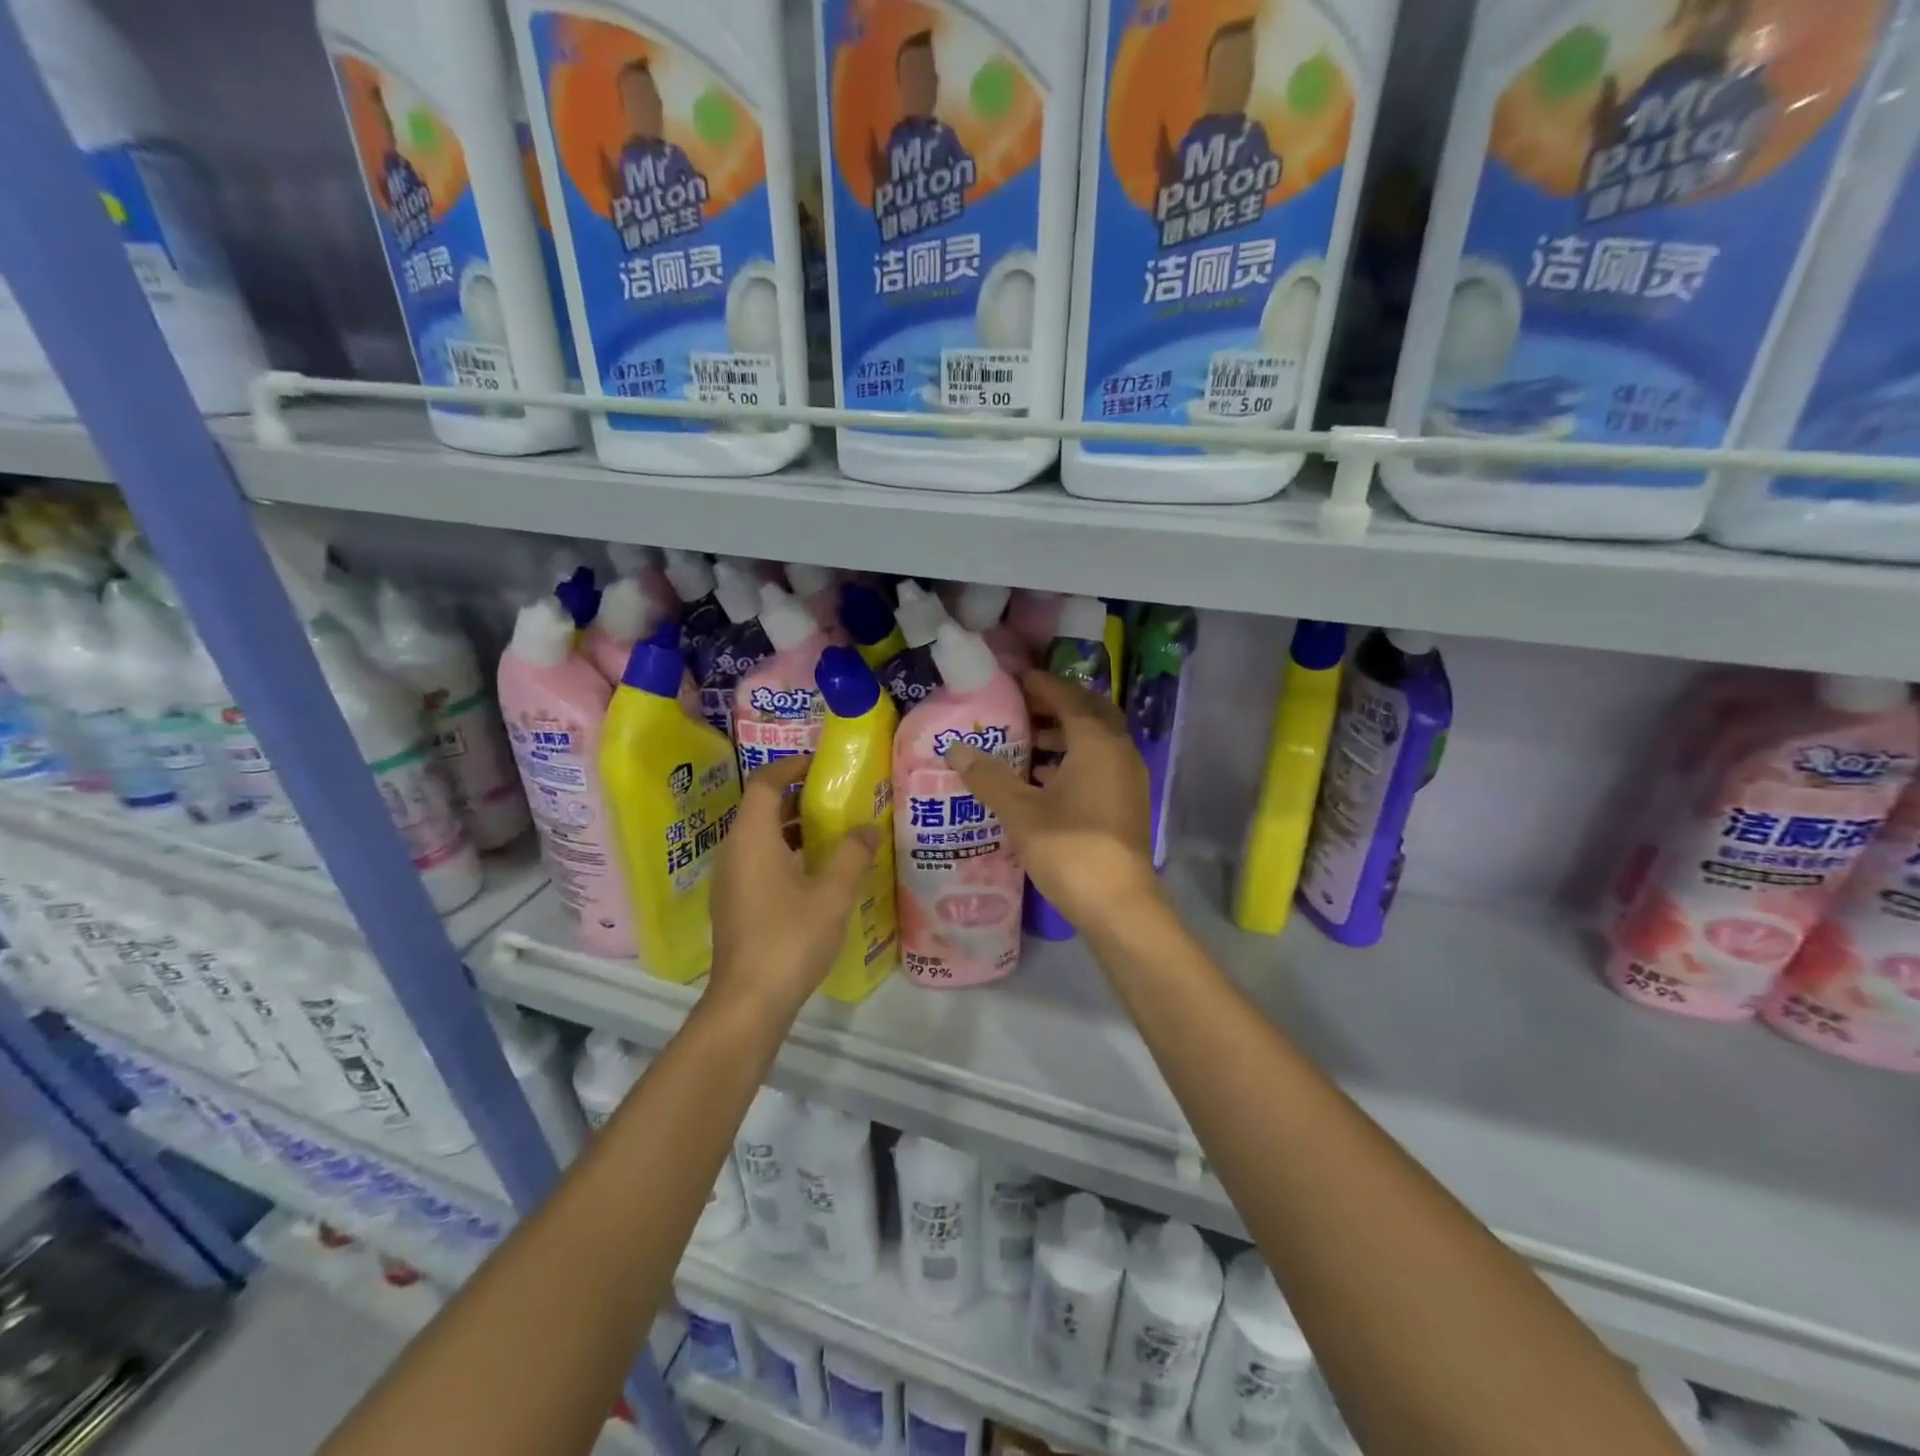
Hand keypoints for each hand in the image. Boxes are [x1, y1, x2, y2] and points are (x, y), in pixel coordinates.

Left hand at [707, 755, 877, 1020]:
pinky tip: (816, 872)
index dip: (791, 766)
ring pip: (760, 837)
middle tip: (837, 796)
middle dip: (798, 796)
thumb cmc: (790, 939)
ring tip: (833, 830)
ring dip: (793, 827)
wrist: (749, 1002)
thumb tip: (868, 828)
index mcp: (752, 839)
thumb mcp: (832, 894)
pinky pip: (759, 861)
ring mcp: (730, 880)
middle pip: (762, 808)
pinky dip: (786, 852)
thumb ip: (852, 855)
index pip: (765, 783)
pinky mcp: (735, 904)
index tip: (822, 763)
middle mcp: (734, 852)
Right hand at [943, 671, 1158, 935]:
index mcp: (1097, 743)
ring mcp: (1128, 778)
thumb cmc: (1070, 849)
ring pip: (1097, 741)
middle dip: (1057, 706)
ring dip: (1065, 735)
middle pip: (1089, 713)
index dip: (1041, 685)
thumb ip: (988, 776)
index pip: (1068, 698)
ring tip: (1026, 743)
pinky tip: (1044, 780)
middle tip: (1021, 708)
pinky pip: (1100, 764)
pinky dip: (1075, 760)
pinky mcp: (1127, 803)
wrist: (1119, 905)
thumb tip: (954, 749)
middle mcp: (1119, 752)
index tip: (1015, 679)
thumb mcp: (1021, 811)